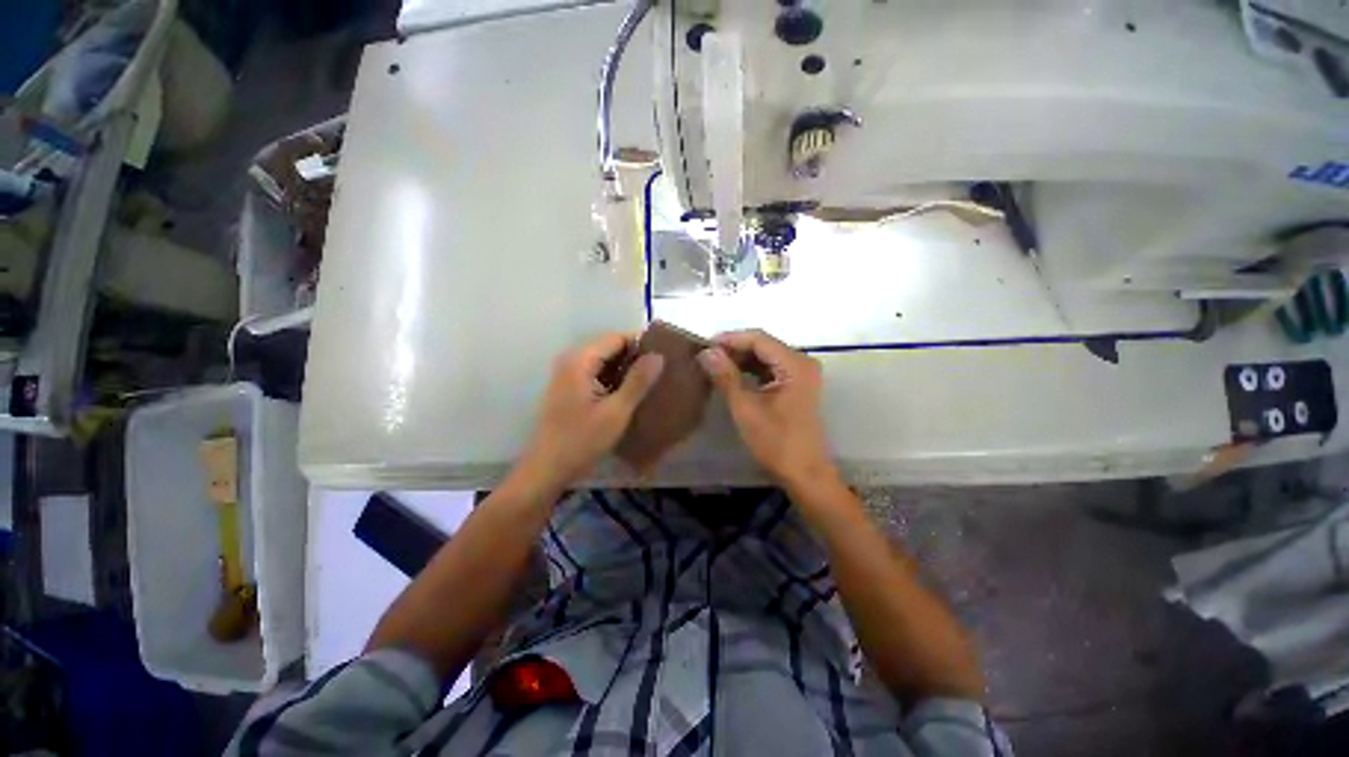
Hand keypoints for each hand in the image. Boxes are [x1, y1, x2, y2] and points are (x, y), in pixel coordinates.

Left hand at [519, 333, 664, 490]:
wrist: (546, 469)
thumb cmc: (581, 440)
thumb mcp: (616, 411)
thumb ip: (638, 381)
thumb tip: (658, 356)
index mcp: (580, 360)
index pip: (617, 338)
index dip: (641, 344)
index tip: (665, 357)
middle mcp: (571, 360)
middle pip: (609, 347)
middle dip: (634, 357)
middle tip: (660, 371)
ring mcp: (568, 374)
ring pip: (604, 361)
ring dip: (625, 369)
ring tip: (651, 381)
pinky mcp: (569, 387)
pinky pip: (596, 373)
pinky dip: (614, 379)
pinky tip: (630, 393)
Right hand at [697, 329, 836, 490]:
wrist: (805, 473)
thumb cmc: (776, 442)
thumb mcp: (746, 408)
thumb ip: (726, 376)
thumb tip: (706, 352)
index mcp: (795, 364)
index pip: (758, 339)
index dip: (730, 339)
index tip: (703, 346)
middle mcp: (802, 362)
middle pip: (764, 345)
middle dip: (734, 349)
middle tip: (707, 357)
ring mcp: (801, 374)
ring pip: (766, 356)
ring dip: (741, 359)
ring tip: (715, 366)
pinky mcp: (797, 385)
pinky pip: (771, 368)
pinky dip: (751, 370)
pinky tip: (733, 376)